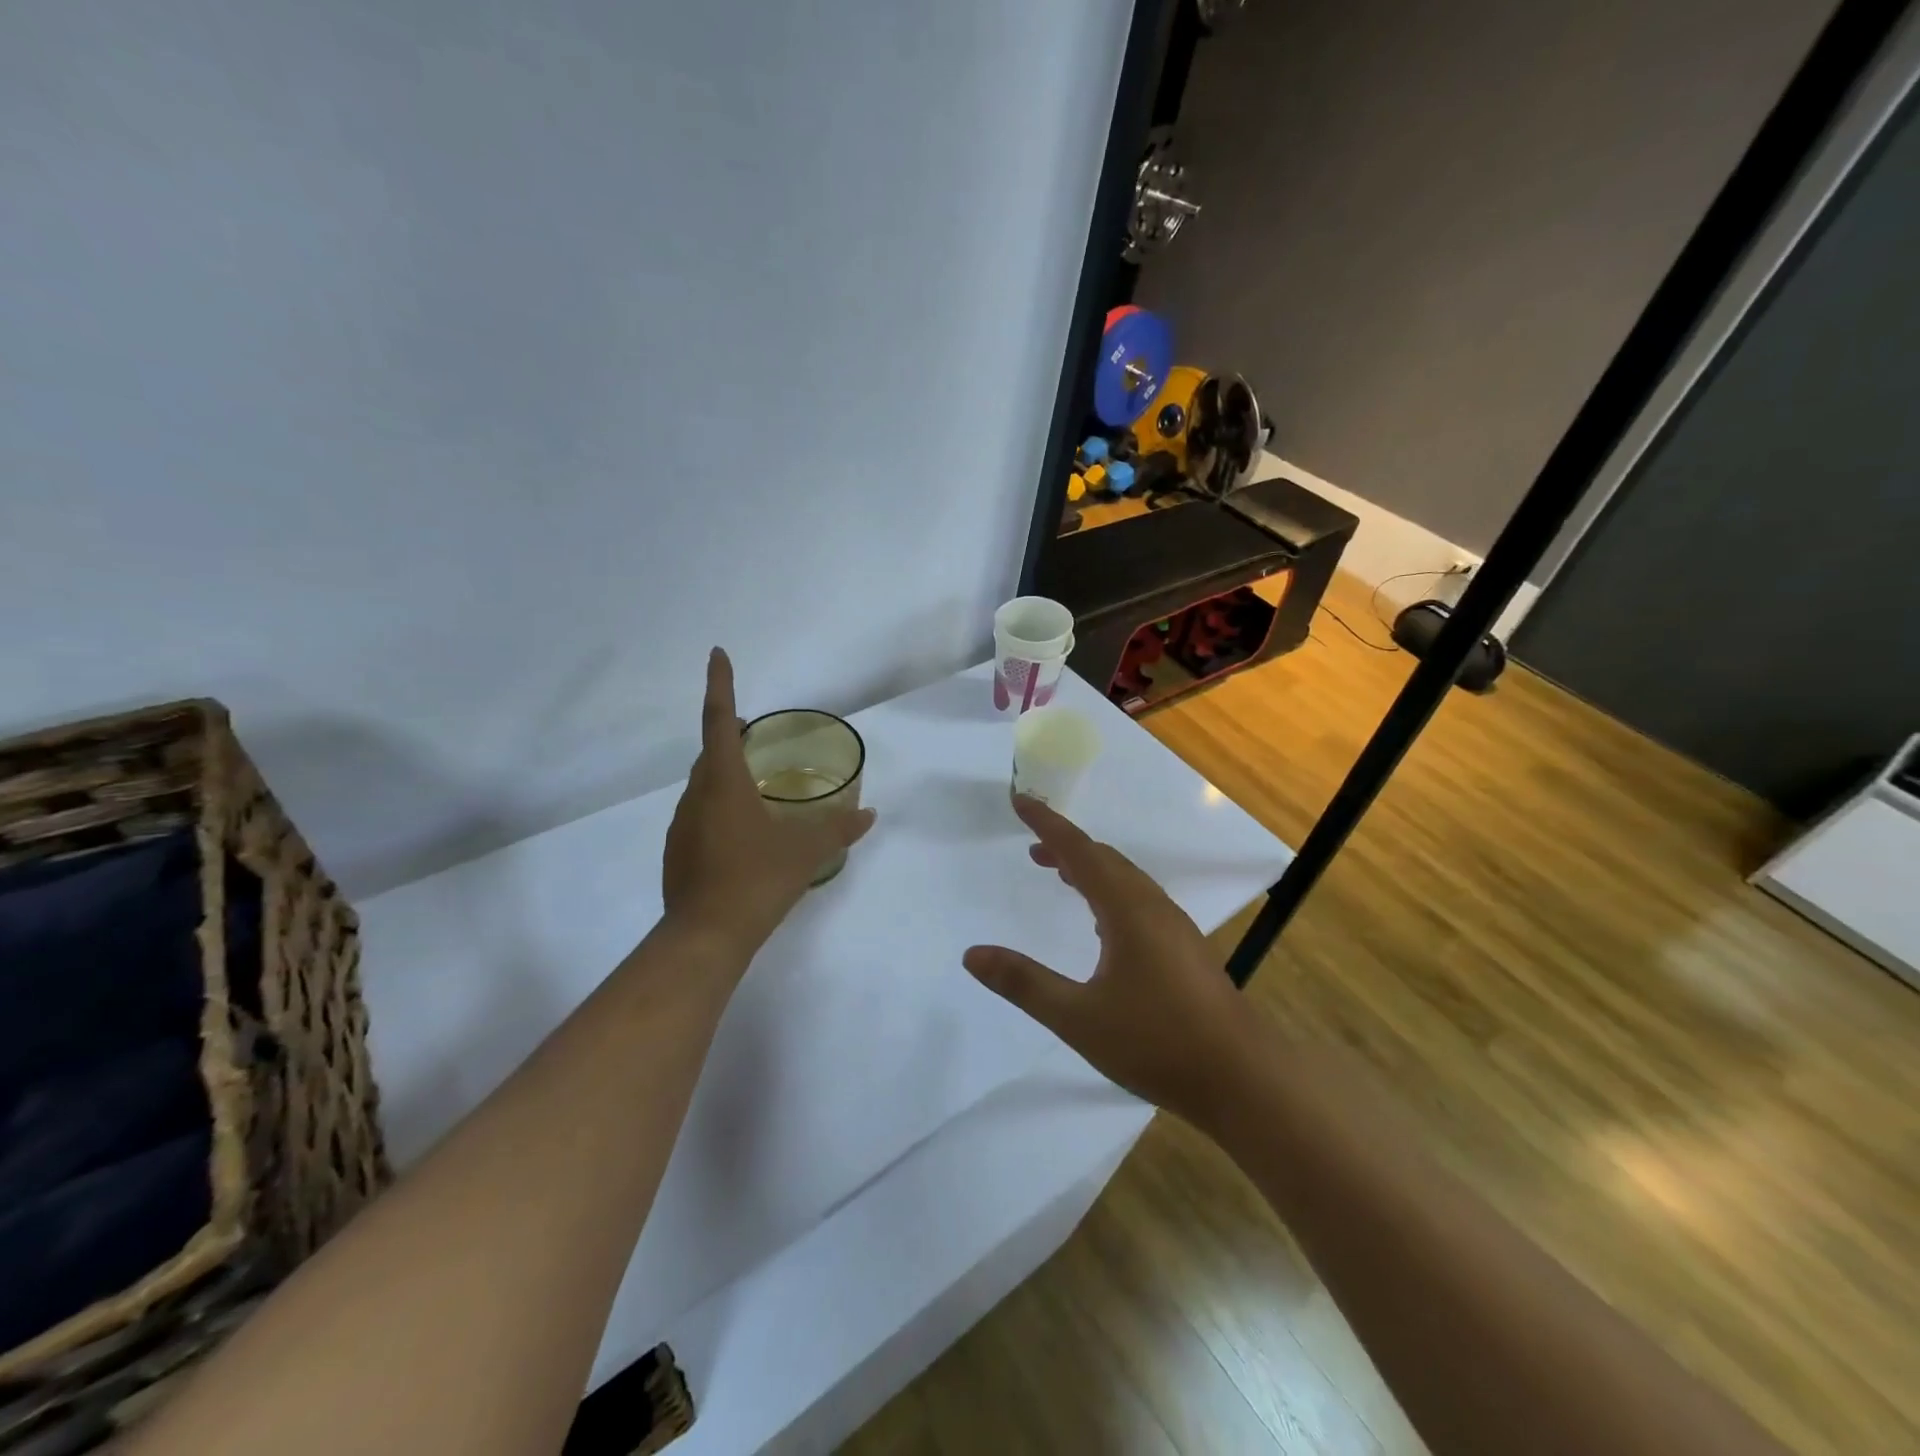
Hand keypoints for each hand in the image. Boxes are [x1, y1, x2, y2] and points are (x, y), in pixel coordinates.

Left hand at [662, 648, 875, 958]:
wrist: (706, 937)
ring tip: (756, 786)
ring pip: (704, 787)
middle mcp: (696, 797)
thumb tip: (868, 814)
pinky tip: (744, 834)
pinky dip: (720, 809)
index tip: (717, 653)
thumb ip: (838, 830)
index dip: (720, 684)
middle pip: (710, 753)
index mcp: (723, 783)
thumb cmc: (756, 880)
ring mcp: (682, 827)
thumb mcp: (805, 851)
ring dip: (725, 776)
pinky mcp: (678, 853)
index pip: (719, 720)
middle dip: (728, 735)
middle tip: (753, 732)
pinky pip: (700, 816)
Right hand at [963, 796, 1255, 1129]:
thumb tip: (972, 954)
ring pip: (1126, 881)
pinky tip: (1103, 925)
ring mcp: (1175, 928)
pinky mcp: (1187, 950)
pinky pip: (1140, 902)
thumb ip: (1023, 983)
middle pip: (1105, 860)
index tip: (1020, 801)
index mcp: (1127, 909)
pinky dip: (1111, 894)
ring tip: (1062, 876)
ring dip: (1091, 870)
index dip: (1047, 824)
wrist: (1242, 1079)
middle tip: (1033, 849)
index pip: (1079, 851)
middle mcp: (1153, 907)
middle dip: (1067, 847)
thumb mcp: (1078, 1017)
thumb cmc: (1156, 1042)